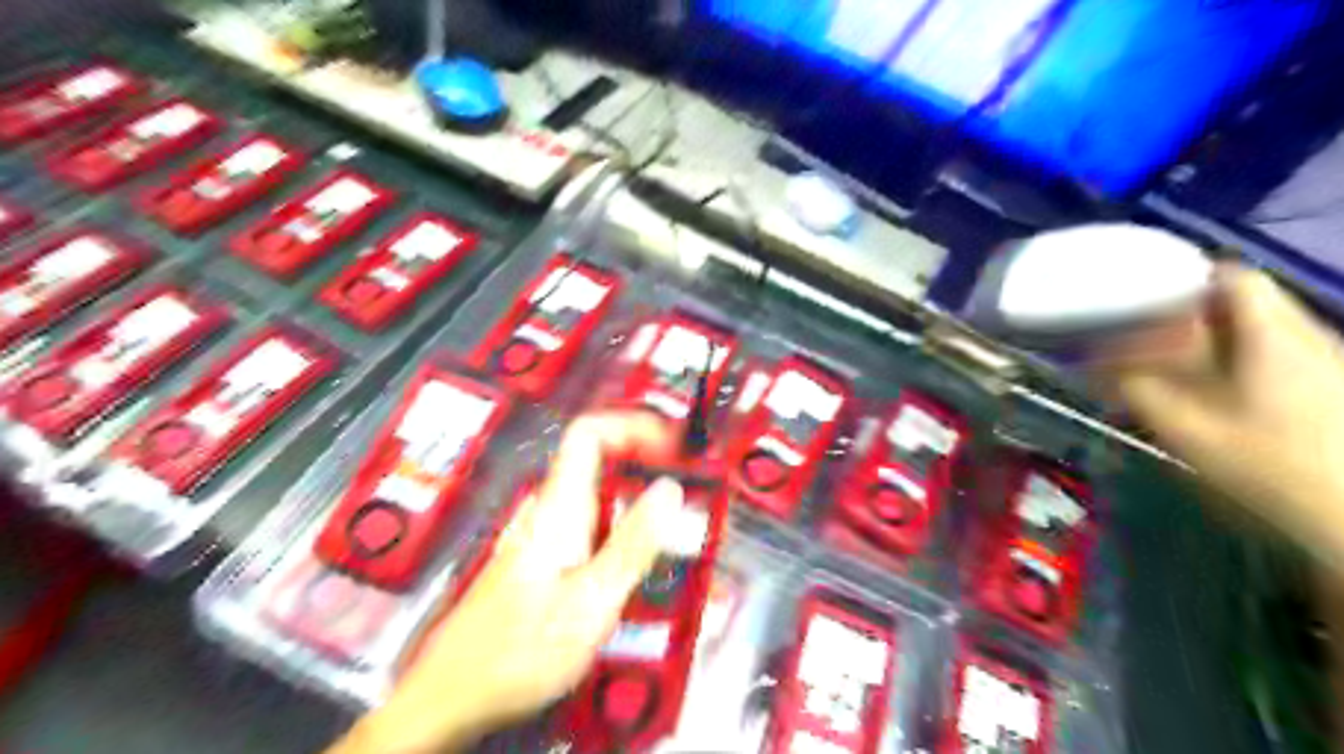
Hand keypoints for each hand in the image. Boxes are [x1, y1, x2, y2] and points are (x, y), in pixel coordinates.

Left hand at [323, 412, 682, 753]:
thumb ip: (633, 542)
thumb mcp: (591, 600)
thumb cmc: (516, 651)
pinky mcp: (541, 557)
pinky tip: (635, 558)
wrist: (453, 694)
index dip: (631, 425)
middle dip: (645, 463)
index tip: (670, 443)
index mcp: (558, 510)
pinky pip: (588, 522)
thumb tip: (668, 490)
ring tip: (670, 524)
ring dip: (636, 497)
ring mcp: (541, 534)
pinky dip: (620, 524)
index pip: (589, 433)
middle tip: (683, 487)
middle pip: (598, 460)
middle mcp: (547, 512)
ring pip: (596, 494)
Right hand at [1097, 264, 1343, 571]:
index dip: (1185, 277)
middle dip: (1190, 313)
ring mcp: (1326, 361)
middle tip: (1144, 336)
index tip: (1141, 296)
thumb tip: (1097, 366)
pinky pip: (1276, 354)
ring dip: (1213, 339)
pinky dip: (1238, 359)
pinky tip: (1214, 390)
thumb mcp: (1190, 431)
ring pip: (1260, 329)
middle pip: (1244, 302)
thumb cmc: (1273, 468)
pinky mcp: (1331, 386)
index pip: (1233, 277)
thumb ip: (1139, 392)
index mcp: (1272, 337)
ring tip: (1171, 364)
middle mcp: (1306, 337)